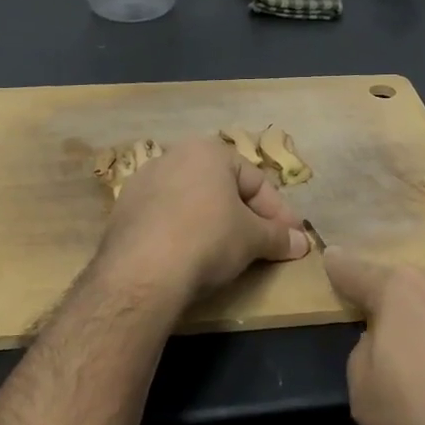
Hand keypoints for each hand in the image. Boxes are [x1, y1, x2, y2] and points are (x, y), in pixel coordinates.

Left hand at [99, 138, 310, 300]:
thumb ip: (278, 237)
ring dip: (214, 223)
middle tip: (265, 244)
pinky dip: (184, 233)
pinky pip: (166, 218)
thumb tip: (302, 243)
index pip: (256, 181)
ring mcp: (143, 183)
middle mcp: (173, 156)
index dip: (279, 212)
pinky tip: (191, 257)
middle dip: (247, 216)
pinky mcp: (123, 211)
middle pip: (222, 188)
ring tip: (229, 252)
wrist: (141, 272)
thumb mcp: (252, 239)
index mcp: (208, 151)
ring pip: (192, 202)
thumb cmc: (208, 239)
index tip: (294, 237)